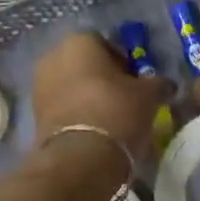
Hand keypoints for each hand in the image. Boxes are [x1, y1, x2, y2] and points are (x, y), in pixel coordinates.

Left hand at [32, 32, 167, 160]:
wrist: (80, 158)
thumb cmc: (116, 112)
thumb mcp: (148, 96)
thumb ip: (158, 84)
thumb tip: (165, 84)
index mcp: (79, 41)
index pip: (106, 44)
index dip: (124, 62)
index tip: (136, 83)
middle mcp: (53, 56)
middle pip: (85, 64)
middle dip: (103, 78)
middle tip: (124, 100)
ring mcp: (39, 85)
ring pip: (71, 85)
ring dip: (88, 96)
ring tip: (110, 118)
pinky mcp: (34, 113)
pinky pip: (62, 106)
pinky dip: (76, 113)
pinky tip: (93, 130)